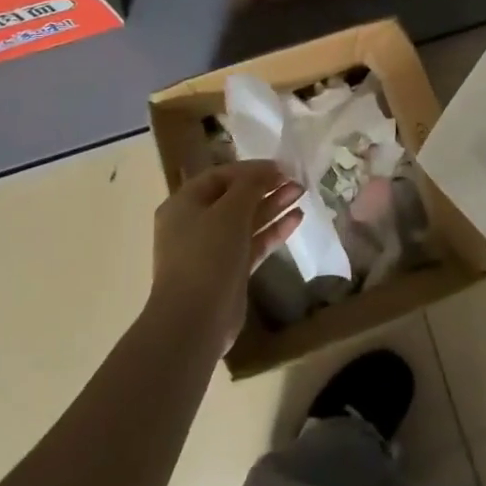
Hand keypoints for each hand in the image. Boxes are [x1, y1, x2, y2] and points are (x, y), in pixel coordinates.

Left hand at [149, 160, 304, 351]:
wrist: (195, 319)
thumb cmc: (207, 255)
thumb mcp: (229, 211)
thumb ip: (249, 185)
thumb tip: (266, 170)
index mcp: (184, 204)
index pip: (219, 176)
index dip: (250, 169)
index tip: (281, 166)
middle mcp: (195, 224)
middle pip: (234, 198)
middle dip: (265, 187)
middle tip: (295, 179)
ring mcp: (212, 249)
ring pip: (246, 220)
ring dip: (272, 206)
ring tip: (301, 193)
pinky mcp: (229, 271)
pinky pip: (253, 243)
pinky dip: (273, 231)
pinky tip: (297, 219)